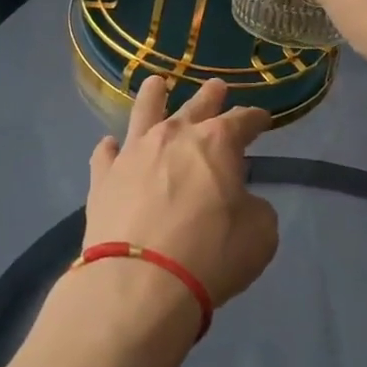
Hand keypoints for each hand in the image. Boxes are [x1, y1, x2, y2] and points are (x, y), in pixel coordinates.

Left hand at [83, 77, 278, 308]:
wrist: (139, 282)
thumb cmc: (210, 255)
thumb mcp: (259, 236)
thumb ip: (255, 209)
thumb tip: (242, 202)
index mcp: (217, 142)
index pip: (242, 120)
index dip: (255, 118)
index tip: (263, 118)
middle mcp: (174, 135)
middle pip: (196, 105)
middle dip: (211, 95)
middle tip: (217, 86)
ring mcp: (134, 152)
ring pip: (144, 111)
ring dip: (153, 96)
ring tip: (156, 84)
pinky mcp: (103, 177)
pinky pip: (105, 153)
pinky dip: (110, 148)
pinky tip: (110, 146)